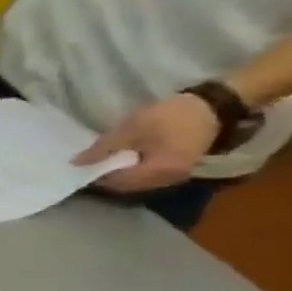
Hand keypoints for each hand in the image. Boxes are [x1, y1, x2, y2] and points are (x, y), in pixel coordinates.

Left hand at [74, 93, 218, 191]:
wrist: (215, 105)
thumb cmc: (171, 116)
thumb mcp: (132, 129)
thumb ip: (103, 148)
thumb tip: (76, 163)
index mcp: (159, 172)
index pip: (117, 183)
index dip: (95, 176)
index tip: (78, 166)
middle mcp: (168, 180)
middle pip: (126, 185)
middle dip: (105, 176)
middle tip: (87, 162)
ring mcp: (175, 174)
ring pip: (136, 181)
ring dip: (118, 173)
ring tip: (102, 158)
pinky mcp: (177, 166)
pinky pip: (147, 174)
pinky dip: (131, 169)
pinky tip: (121, 157)